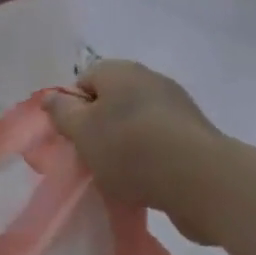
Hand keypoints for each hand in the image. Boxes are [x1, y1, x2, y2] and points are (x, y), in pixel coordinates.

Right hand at [43, 60, 255, 245]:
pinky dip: (152, 160)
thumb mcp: (82, 132)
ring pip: (137, 124)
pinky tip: (148, 184)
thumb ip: (61, 113)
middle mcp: (149, 79)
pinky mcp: (196, 136)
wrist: (203, 181)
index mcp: (119, 70)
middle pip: (111, 102)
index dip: (73, 110)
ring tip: (121, 177)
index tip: (74, 138)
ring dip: (127, 147)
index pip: (84, 81)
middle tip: (93, 158)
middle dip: (100, 129)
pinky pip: (162, 144)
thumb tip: (51, 97)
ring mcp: (177, 107)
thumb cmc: (131, 149)